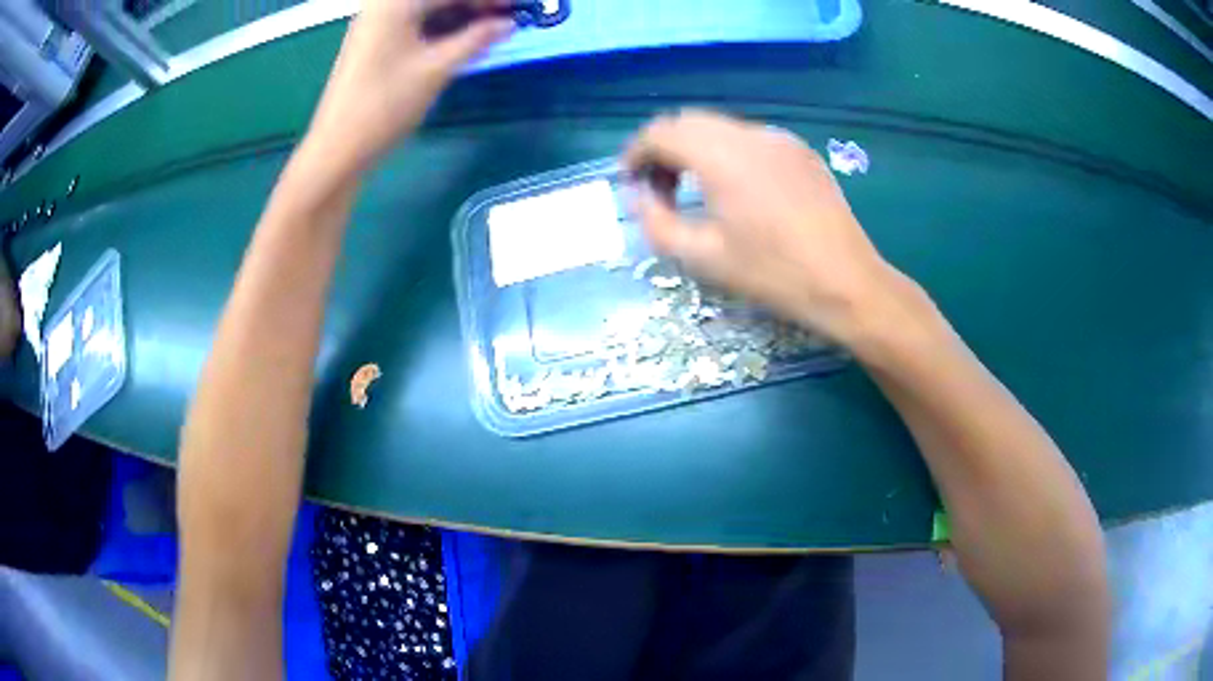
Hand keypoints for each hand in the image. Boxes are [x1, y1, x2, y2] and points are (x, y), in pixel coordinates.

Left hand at [305, 0, 510, 171]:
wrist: (338, 147)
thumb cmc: (386, 104)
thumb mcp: (437, 68)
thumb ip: (476, 39)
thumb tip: (508, 24)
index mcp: (396, 3)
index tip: (516, 8)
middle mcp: (383, 5)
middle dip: (472, 6)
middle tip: (503, 21)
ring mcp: (375, 24)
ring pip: (426, 10)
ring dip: (457, 16)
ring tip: (487, 32)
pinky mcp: (373, 43)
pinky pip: (413, 24)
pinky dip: (439, 28)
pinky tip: (459, 41)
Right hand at [624, 109, 906, 344]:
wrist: (845, 282)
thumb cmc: (772, 274)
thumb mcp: (702, 257)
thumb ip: (655, 222)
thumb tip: (640, 197)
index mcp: (722, 155)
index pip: (661, 132)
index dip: (636, 152)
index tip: (630, 181)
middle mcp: (750, 134)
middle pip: (689, 123)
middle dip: (664, 148)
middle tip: (658, 188)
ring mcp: (780, 139)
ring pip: (721, 128)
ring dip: (696, 149)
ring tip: (695, 189)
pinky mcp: (800, 151)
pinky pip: (750, 139)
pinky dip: (727, 153)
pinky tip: (736, 189)